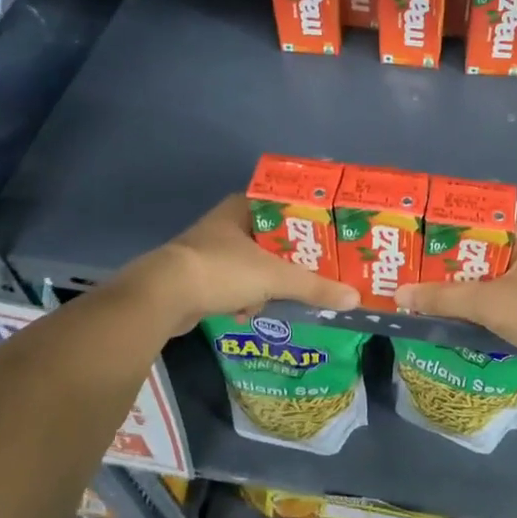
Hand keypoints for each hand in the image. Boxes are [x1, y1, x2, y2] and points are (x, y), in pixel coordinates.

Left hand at [124, 195, 358, 335]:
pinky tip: (250, 311)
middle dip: (292, 259)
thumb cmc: (222, 270)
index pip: (286, 206)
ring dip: (268, 282)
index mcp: (243, 208)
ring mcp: (210, 250)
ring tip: (283, 297)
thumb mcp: (275, 277)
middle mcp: (227, 223)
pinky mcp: (199, 276)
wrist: (161, 297)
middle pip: (273, 238)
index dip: (309, 221)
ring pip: (254, 263)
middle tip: (318, 271)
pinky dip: (245, 297)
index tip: (331, 237)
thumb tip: (354, 299)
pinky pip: (235, 284)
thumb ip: (315, 287)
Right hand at [395, 218, 516, 366]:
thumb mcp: (486, 301)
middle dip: (454, 257)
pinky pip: (505, 291)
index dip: (452, 225)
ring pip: (495, 271)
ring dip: (468, 280)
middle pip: (486, 246)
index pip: (484, 217)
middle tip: (417, 263)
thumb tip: (399, 293)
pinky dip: (484, 298)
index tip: (422, 235)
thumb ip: (442, 297)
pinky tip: (458, 308)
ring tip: (429, 286)